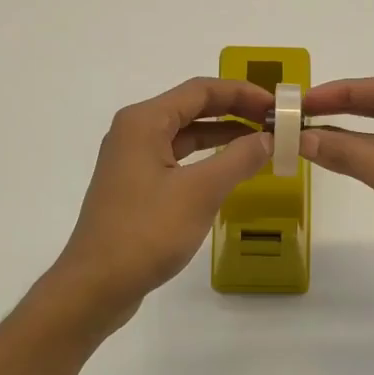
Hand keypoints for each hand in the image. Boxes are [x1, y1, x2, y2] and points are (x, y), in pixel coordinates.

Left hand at [43, 77, 272, 332]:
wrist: (96, 284)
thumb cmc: (147, 231)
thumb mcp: (201, 192)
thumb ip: (239, 158)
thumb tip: (269, 137)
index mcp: (144, 121)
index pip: (201, 90)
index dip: (243, 92)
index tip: (277, 106)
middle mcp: (134, 132)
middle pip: (192, 108)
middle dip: (235, 112)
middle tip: (274, 123)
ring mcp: (132, 160)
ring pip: (184, 135)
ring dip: (222, 136)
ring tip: (261, 144)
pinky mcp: (135, 187)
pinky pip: (177, 159)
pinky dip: (206, 160)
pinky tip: (230, 172)